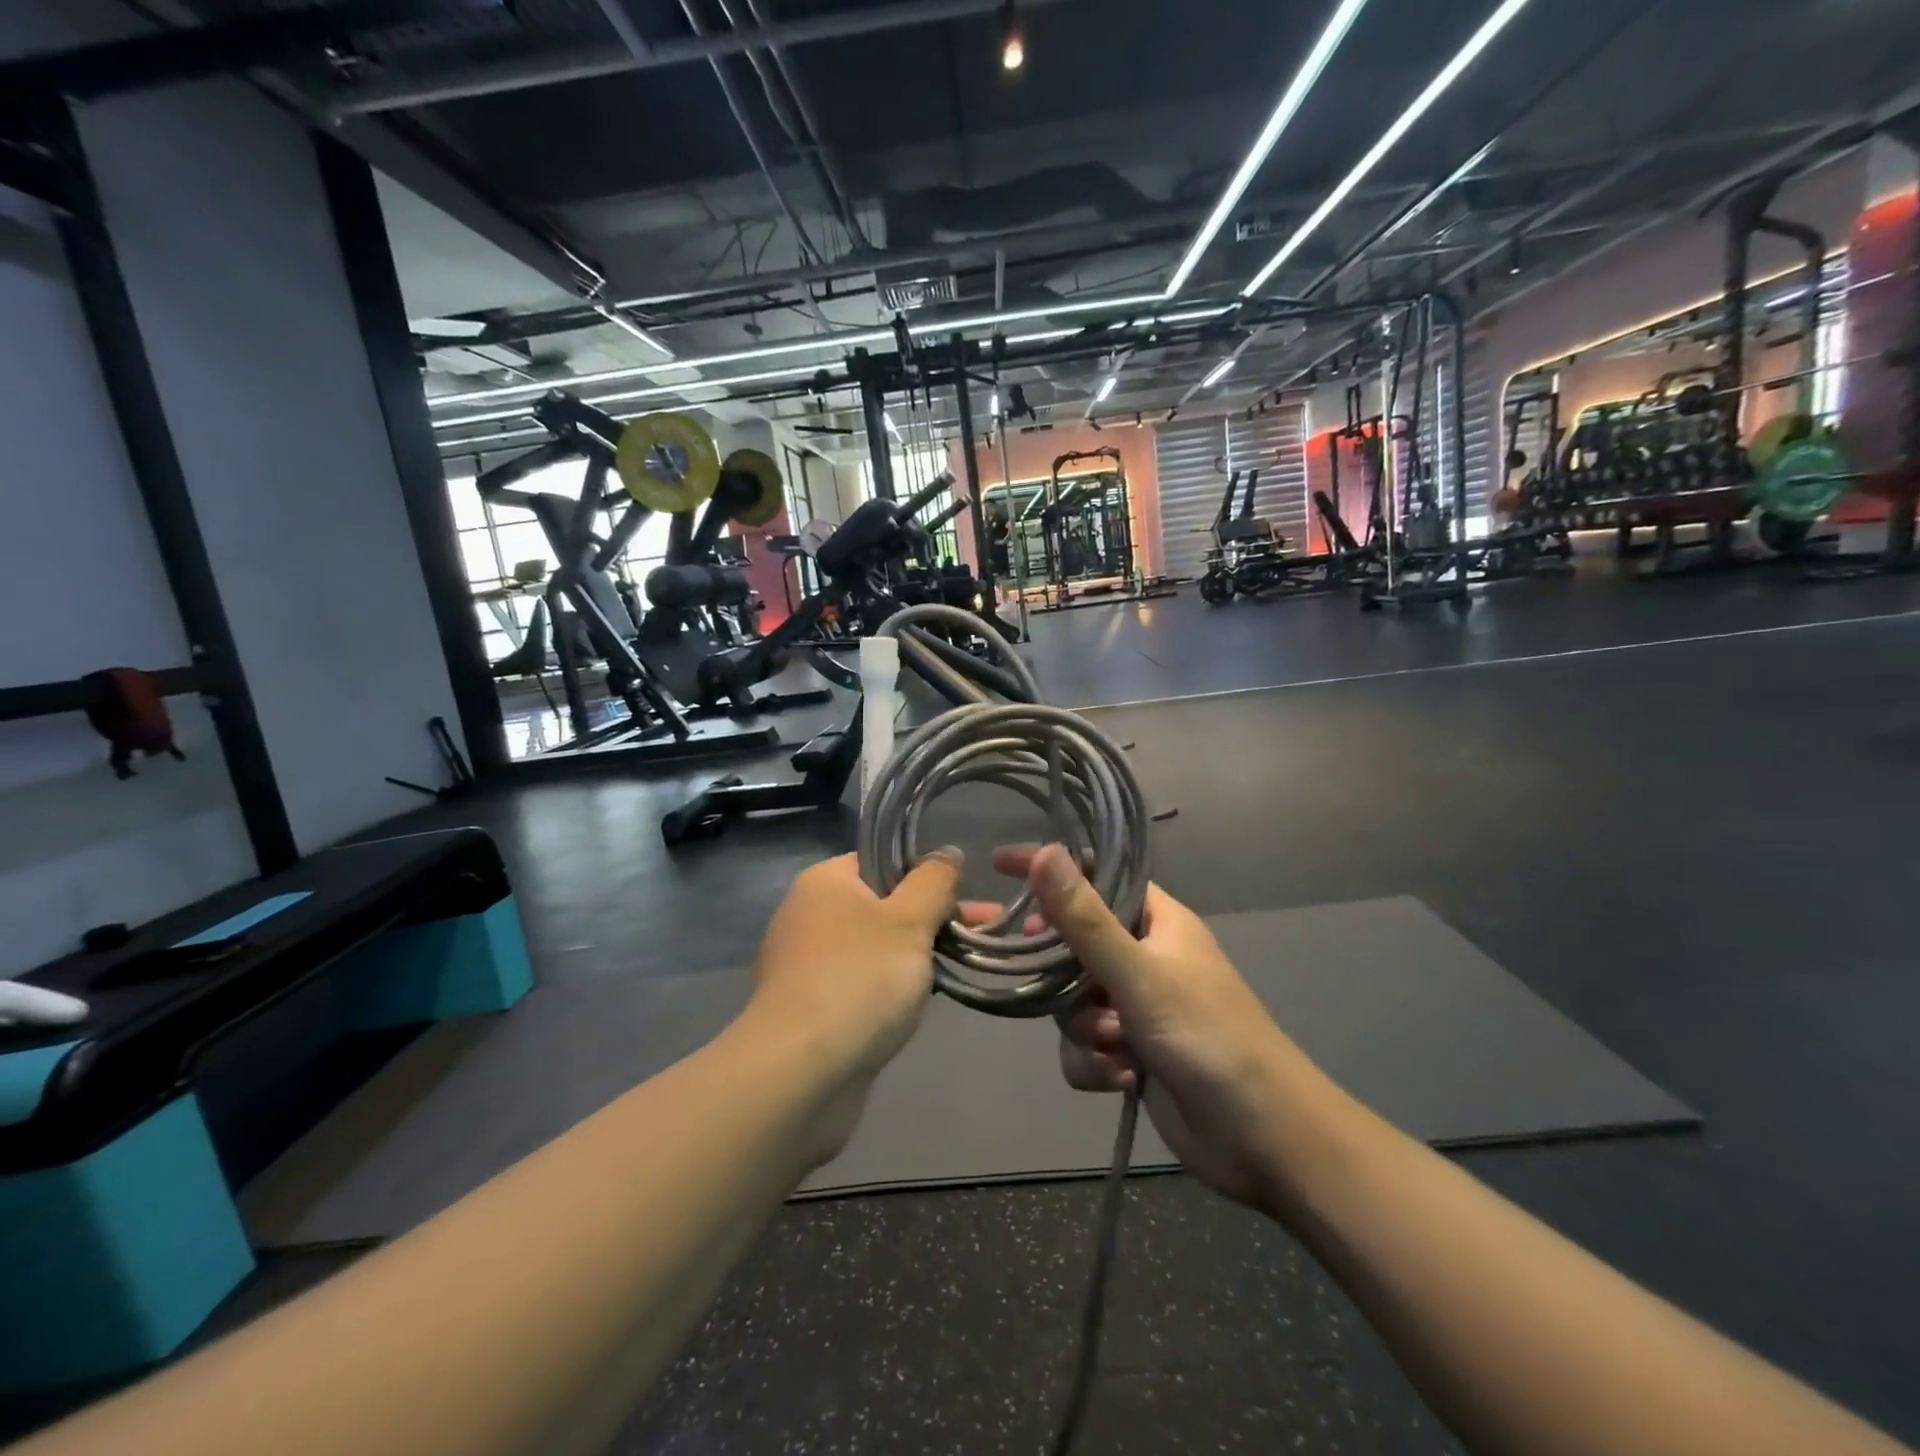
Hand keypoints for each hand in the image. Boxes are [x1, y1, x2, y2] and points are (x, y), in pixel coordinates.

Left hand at [748, 852, 960, 1159]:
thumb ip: (934, 880)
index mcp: (824, 881)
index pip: (882, 861)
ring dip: (914, 956)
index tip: (962, 899)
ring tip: (958, 969)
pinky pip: (860, 984)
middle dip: (931, 918)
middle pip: (882, 904)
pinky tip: (916, 1005)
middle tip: (979, 934)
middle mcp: (808, 915)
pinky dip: (888, 989)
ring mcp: (805, 964)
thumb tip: (947, 853)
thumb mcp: (910, 919)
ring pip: (874, 947)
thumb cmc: (859, 979)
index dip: (925, 875)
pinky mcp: (809, 1007)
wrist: (799, 1073)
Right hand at [999, 845, 1310, 1210]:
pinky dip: (1095, 1063)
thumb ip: (1085, 918)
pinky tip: (1123, 1078)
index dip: (1051, 868)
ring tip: (1117, 1046)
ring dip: (1085, 1028)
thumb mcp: (1139, 974)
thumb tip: (1045, 852)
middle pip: (1072, 944)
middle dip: (1062, 974)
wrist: (1263, 1138)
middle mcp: (1144, 957)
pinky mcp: (1131, 1053)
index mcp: (1157, 922)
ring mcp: (1137, 1007)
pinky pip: (1084, 1045)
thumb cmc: (1208, 1038)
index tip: (1000, 865)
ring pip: (1072, 1001)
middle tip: (1048, 981)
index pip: (1095, 876)